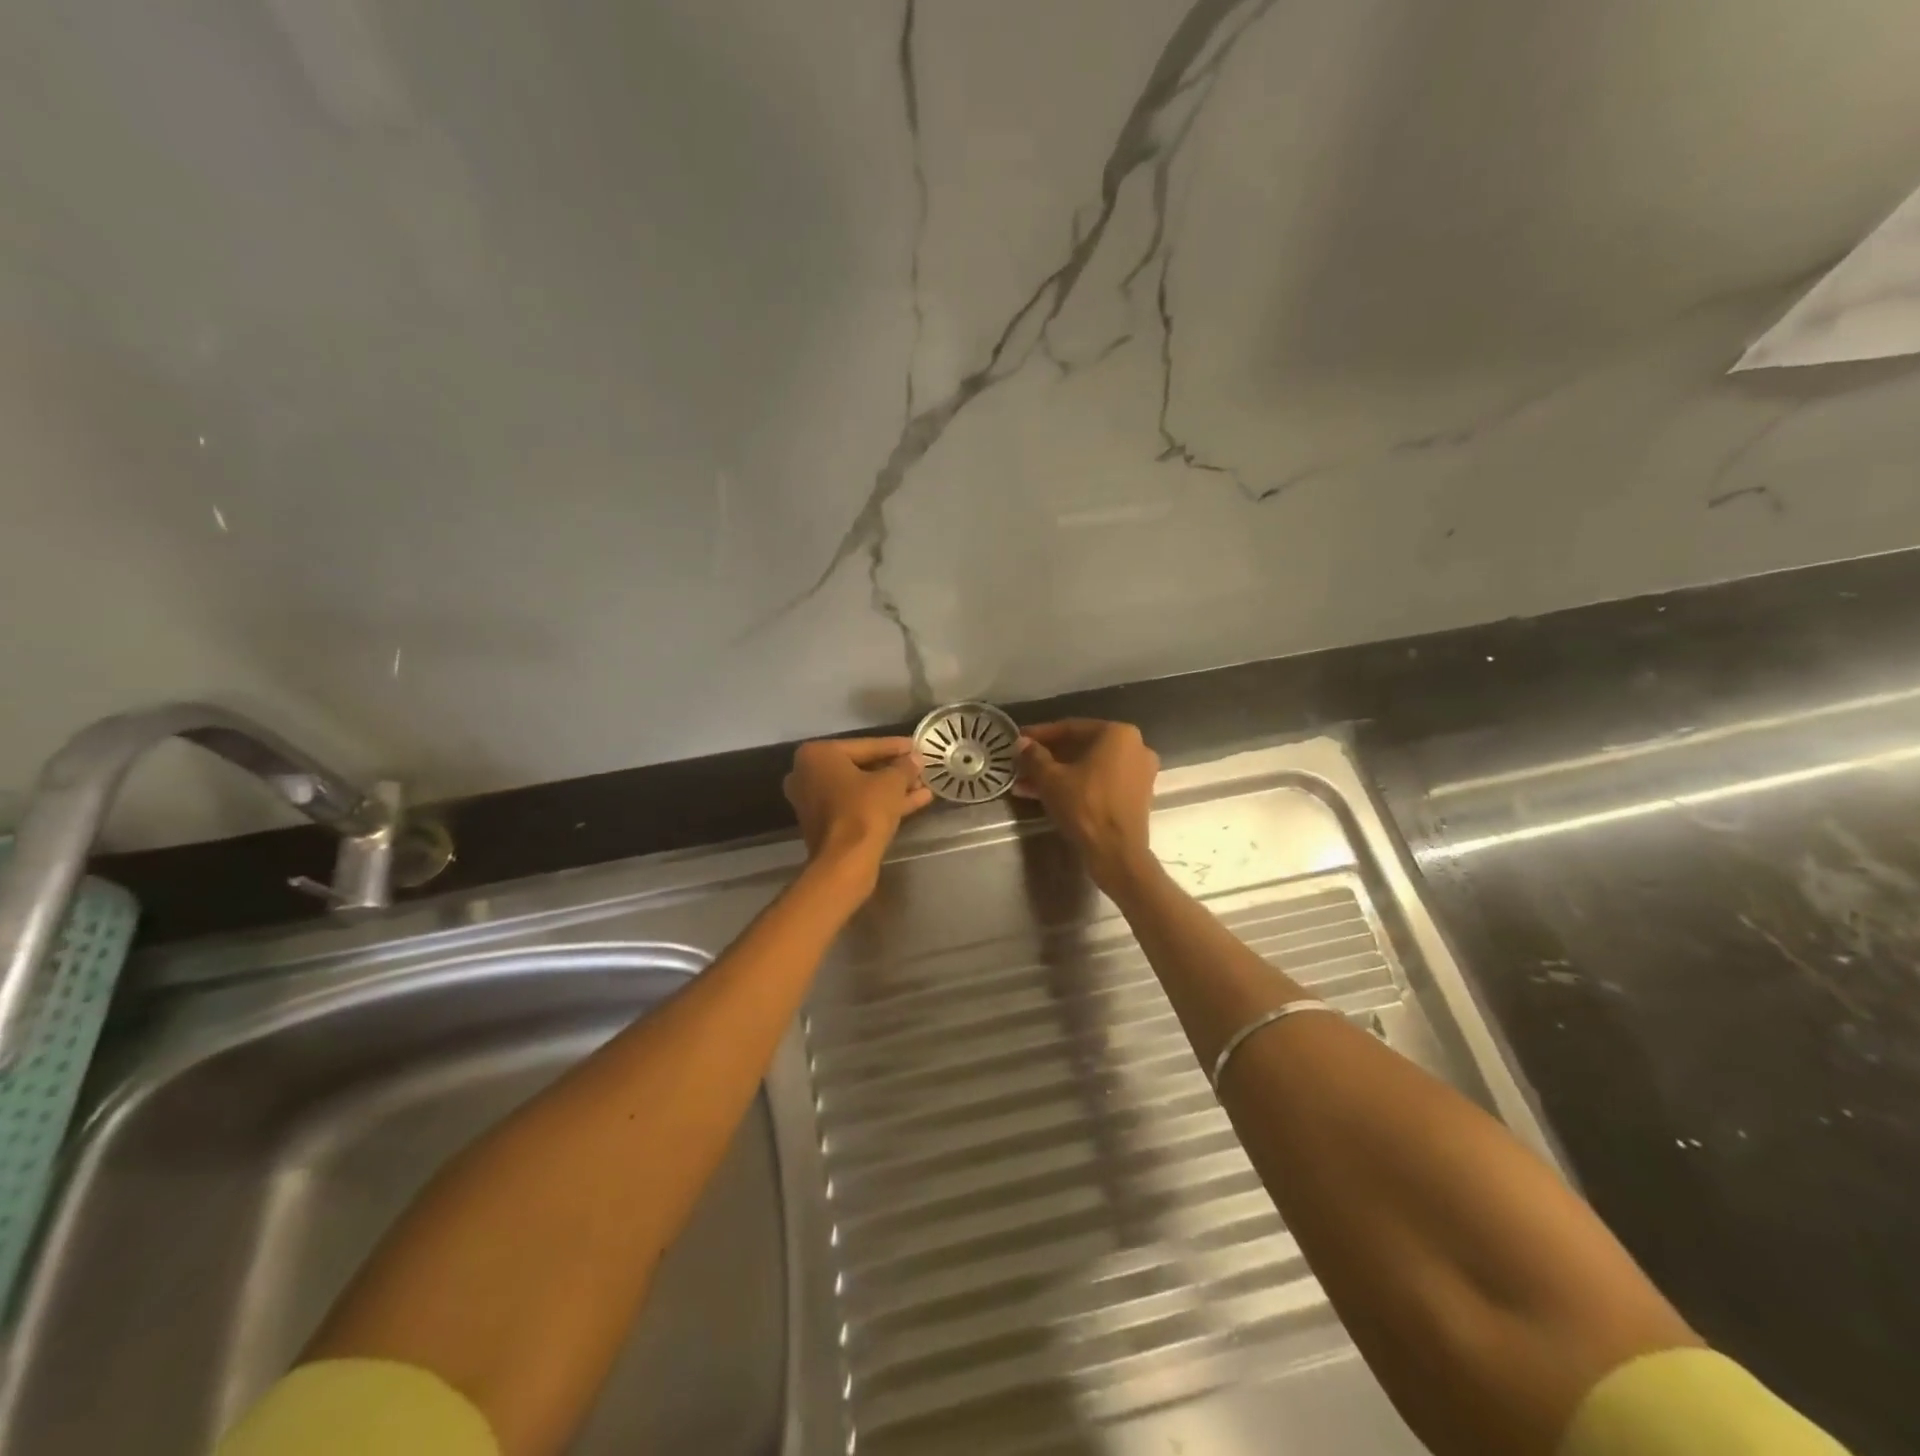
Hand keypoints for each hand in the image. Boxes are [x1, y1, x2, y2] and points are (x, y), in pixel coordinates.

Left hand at [783, 737, 932, 891]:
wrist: (845, 862)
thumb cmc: (864, 811)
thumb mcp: (891, 782)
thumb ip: (904, 766)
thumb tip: (915, 759)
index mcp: (817, 755)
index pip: (864, 745)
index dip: (894, 746)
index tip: (916, 745)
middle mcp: (808, 774)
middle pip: (860, 767)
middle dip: (893, 770)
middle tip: (919, 767)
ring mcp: (813, 801)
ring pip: (861, 789)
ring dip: (892, 788)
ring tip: (923, 786)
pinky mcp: (824, 824)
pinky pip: (856, 806)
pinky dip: (881, 803)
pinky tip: (916, 801)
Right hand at [1015, 720, 1159, 891]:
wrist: (1117, 852)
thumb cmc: (1084, 806)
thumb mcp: (1051, 779)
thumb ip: (1034, 756)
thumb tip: (1021, 743)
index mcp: (1117, 733)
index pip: (1070, 728)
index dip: (1040, 735)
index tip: (1018, 740)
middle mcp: (1135, 746)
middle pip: (1081, 747)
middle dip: (1048, 758)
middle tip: (1022, 765)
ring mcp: (1139, 772)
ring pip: (1089, 767)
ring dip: (1058, 774)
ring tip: (1027, 785)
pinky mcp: (1137, 795)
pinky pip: (1101, 781)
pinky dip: (1077, 785)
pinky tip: (1048, 795)